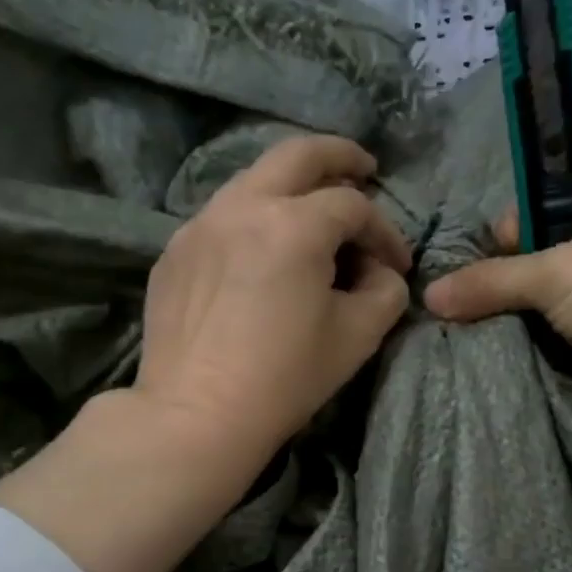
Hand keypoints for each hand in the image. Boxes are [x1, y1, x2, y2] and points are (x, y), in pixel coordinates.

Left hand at [134, 133, 411, 469]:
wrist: (196, 416)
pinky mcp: (174, 252)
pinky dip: (252, 219)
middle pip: (297, 155)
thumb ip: (385, 291)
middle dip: (339, 156)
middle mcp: (243, 207)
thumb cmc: (285, 378)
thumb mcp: (358, 336)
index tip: (396, 265)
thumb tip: (379, 272)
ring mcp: (200, 225)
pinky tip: (260, 253)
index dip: (385, 232)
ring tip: (311, 210)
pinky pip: (222, 217)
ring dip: (291, 186)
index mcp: (294, 225)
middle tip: (363, 167)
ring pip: (253, 180)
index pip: (354, 207)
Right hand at [425, 193, 571, 529]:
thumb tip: (430, 297)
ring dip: (517, 310)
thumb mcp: (551, 271)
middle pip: (548, 253)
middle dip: (512, 272)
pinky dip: (528, 339)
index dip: (523, 221)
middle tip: (478, 288)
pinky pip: (553, 334)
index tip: (497, 244)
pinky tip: (499, 343)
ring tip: (477, 317)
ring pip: (548, 298)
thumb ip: (488, 279)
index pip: (559, 203)